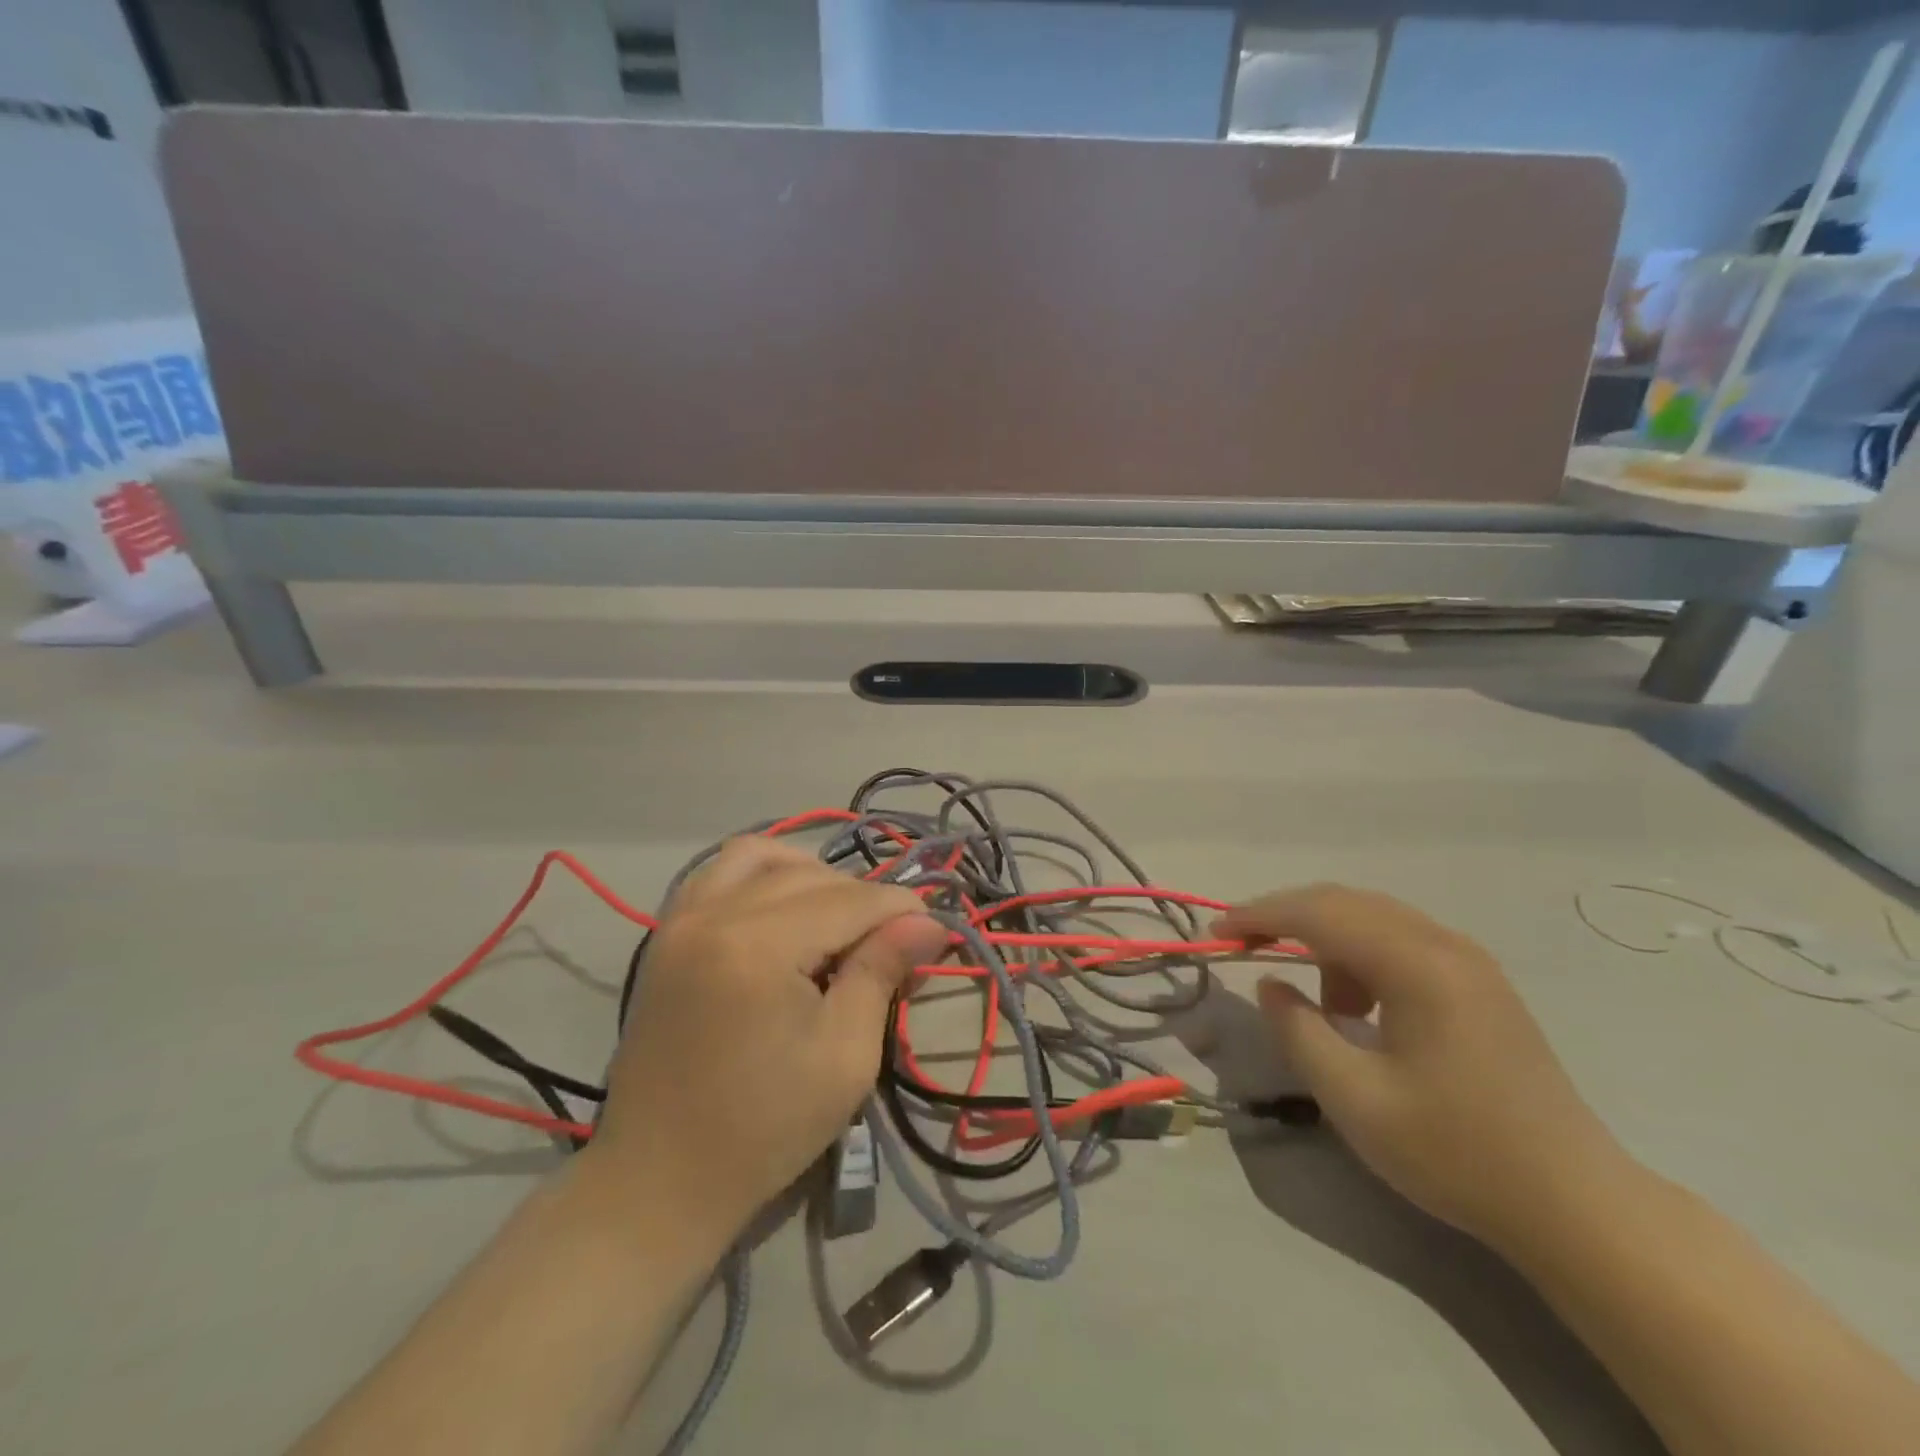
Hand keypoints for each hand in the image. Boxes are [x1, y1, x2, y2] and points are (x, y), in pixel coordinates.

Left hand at [587, 838, 945, 1237]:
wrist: (659, 1179)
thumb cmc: (764, 1128)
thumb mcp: (845, 1056)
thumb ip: (882, 972)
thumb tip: (928, 921)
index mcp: (759, 946)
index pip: (850, 900)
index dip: (900, 909)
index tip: (935, 929)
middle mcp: (715, 913)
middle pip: (811, 875)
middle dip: (863, 899)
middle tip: (893, 942)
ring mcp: (682, 918)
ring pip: (763, 856)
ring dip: (811, 873)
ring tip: (838, 916)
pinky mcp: (667, 932)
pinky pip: (719, 871)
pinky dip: (761, 873)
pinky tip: (784, 904)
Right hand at [1217, 884, 1628, 1249]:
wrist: (1576, 1205)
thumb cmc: (1457, 1152)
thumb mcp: (1354, 1099)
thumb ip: (1298, 1031)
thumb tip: (1270, 984)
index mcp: (1416, 965)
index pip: (1319, 913)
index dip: (1259, 916)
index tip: (1216, 935)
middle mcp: (1444, 944)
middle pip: (1344, 902)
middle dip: (1286, 916)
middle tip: (1242, 945)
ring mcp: (1469, 960)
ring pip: (1373, 917)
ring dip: (1326, 940)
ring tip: (1318, 1004)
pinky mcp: (1480, 982)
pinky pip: (1401, 941)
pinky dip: (1361, 957)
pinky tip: (1362, 1009)